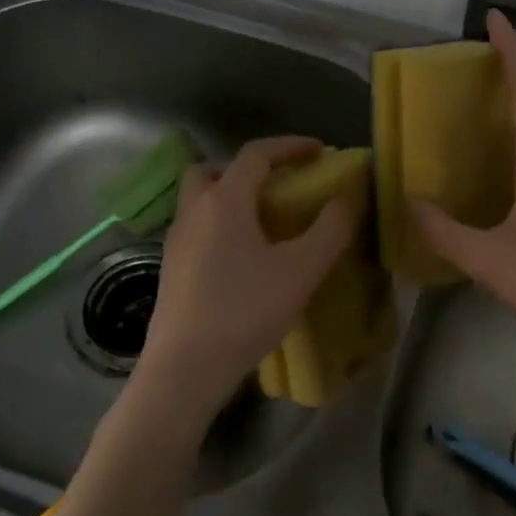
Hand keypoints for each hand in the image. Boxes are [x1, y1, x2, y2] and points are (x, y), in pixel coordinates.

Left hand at [132, 135, 355, 438]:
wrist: (184, 369)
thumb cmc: (244, 311)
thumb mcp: (300, 271)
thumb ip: (329, 230)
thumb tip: (345, 199)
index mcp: (224, 201)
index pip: (255, 154)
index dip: (289, 146)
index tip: (319, 151)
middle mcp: (193, 212)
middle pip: (213, 170)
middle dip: (247, 168)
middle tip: (278, 185)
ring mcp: (176, 242)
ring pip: (201, 200)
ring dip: (231, 197)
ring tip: (265, 224)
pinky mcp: (170, 270)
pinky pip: (197, 229)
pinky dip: (221, 226)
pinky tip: (244, 259)